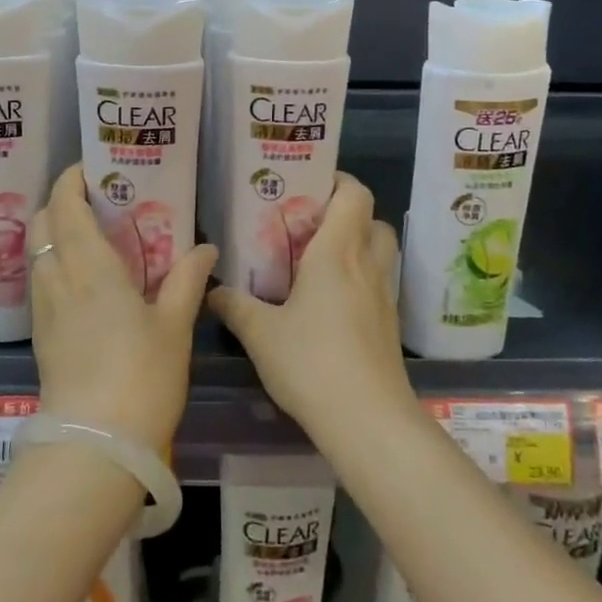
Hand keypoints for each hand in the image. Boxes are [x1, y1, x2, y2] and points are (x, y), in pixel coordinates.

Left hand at [28, 165, 215, 449]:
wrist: (95, 448)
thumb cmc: (141, 378)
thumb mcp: (174, 327)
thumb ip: (187, 281)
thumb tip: (206, 248)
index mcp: (89, 267)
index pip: (64, 206)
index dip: (70, 180)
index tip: (92, 168)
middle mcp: (57, 279)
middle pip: (41, 224)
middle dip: (59, 203)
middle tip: (96, 200)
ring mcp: (44, 310)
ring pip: (37, 253)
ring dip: (55, 234)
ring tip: (93, 236)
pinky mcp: (41, 336)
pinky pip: (41, 282)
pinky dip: (55, 264)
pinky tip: (85, 280)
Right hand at [208, 173, 412, 442]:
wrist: (369, 421)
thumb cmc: (312, 362)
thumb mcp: (260, 333)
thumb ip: (234, 306)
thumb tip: (211, 289)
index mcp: (338, 252)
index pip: (354, 193)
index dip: (337, 180)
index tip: (307, 184)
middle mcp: (367, 265)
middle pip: (372, 218)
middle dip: (347, 213)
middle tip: (311, 223)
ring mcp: (384, 296)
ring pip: (380, 251)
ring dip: (358, 245)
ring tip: (319, 259)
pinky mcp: (390, 326)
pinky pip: (379, 283)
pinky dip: (361, 279)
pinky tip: (330, 302)